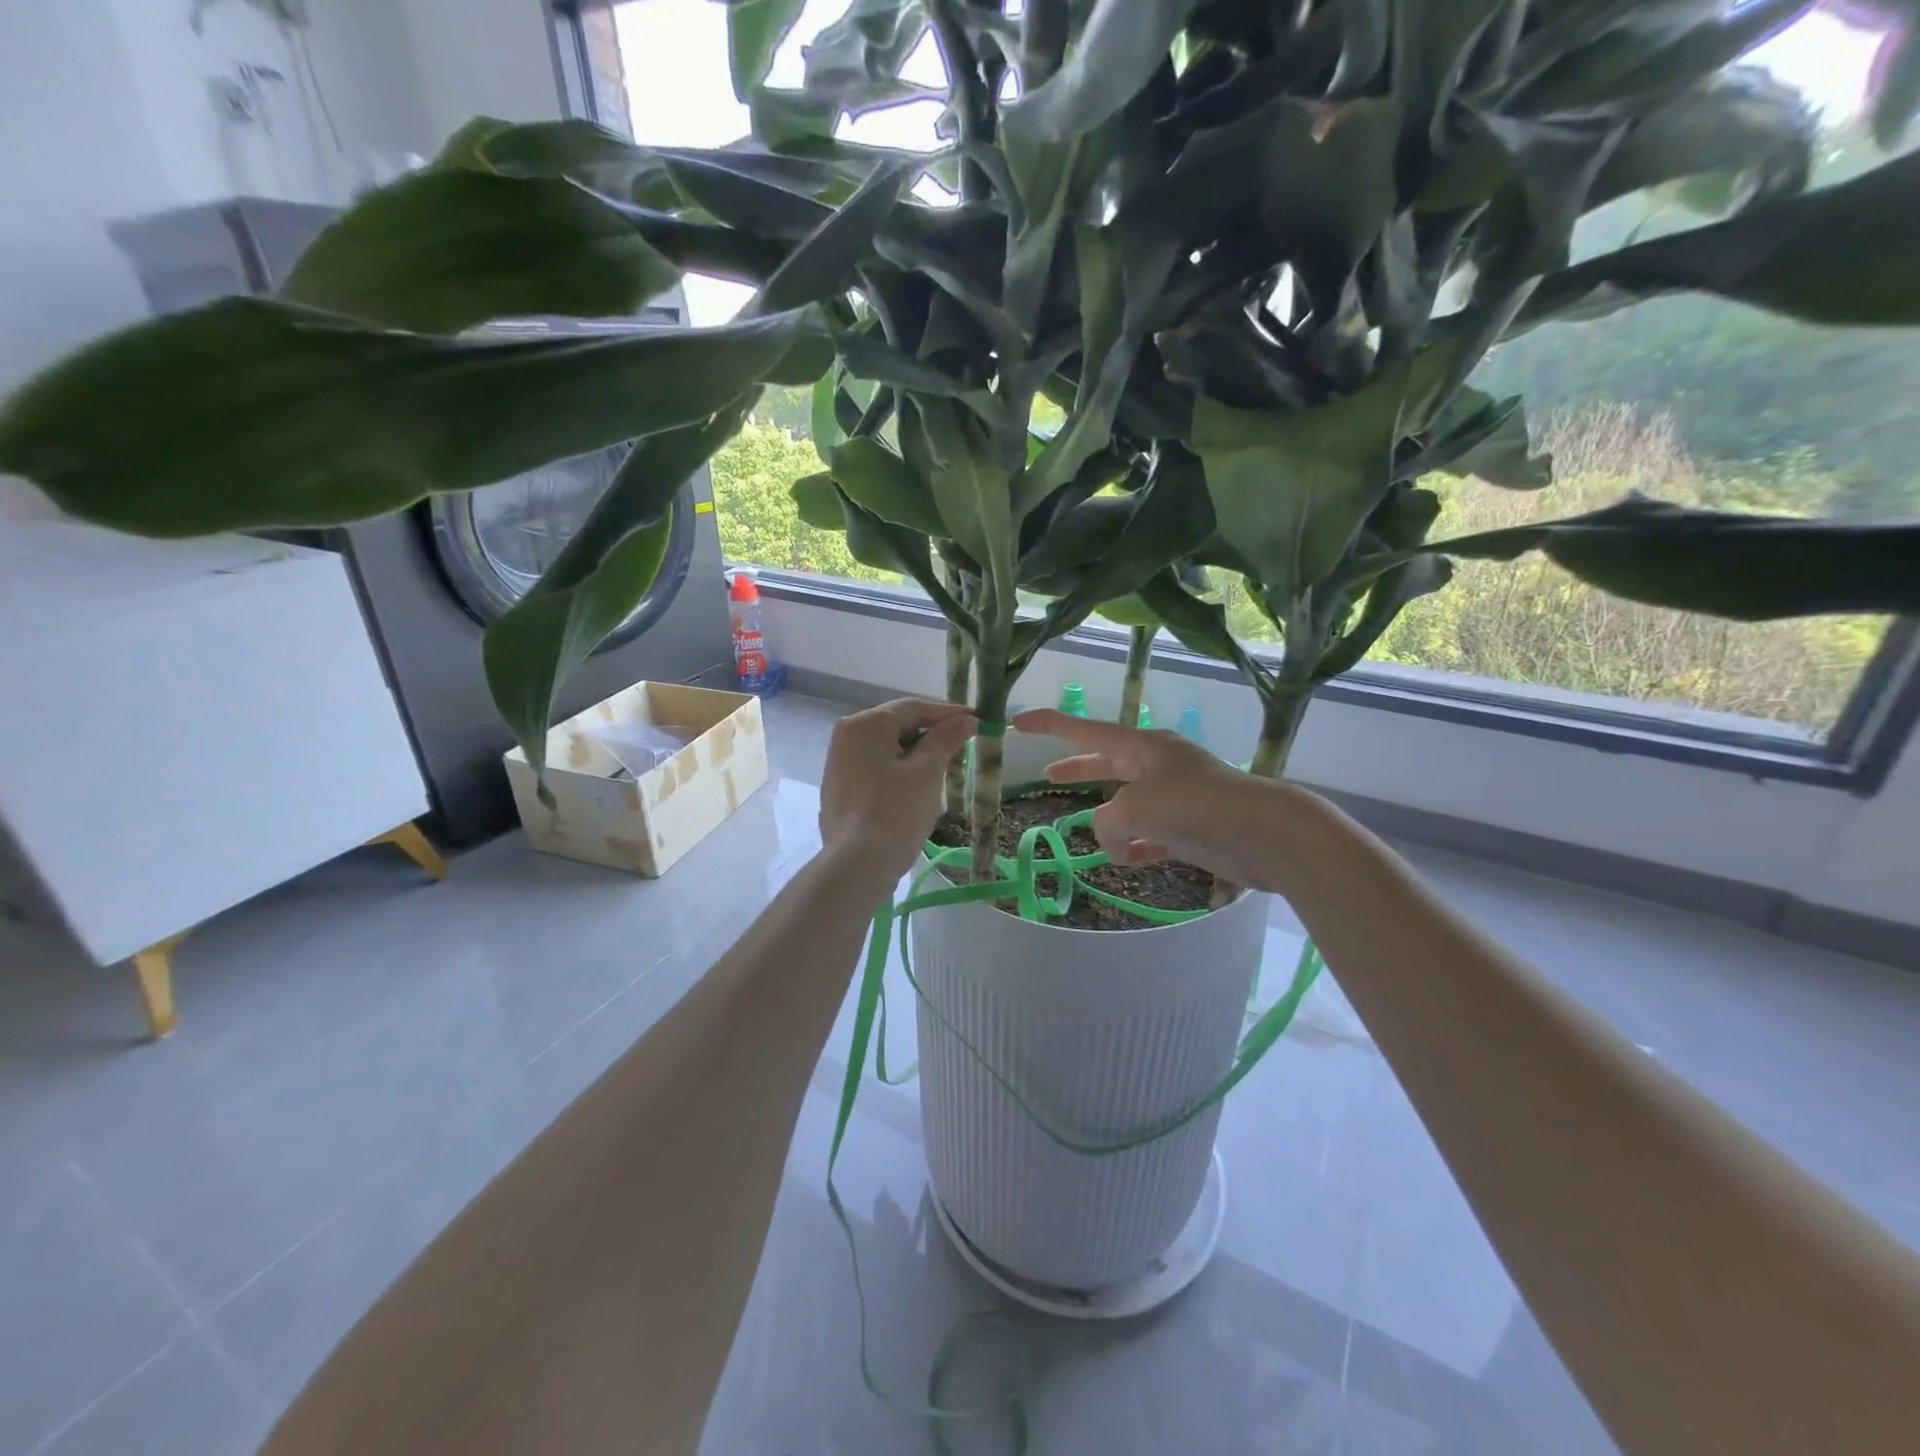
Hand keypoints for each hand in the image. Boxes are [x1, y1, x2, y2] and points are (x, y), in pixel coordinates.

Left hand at [819, 699, 975, 887]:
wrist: (857, 867)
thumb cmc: (894, 812)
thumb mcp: (927, 773)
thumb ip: (945, 740)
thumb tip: (966, 720)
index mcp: (864, 725)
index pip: (912, 707)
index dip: (947, 713)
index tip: (976, 719)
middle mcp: (846, 737)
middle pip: (898, 725)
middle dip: (932, 733)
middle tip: (965, 743)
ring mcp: (840, 765)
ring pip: (888, 749)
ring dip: (918, 753)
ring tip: (948, 765)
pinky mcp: (842, 790)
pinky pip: (878, 769)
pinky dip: (901, 770)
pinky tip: (921, 786)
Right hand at [1011, 708, 1311, 893]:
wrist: (1263, 833)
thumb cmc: (1194, 807)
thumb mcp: (1134, 808)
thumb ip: (1107, 822)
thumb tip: (1113, 841)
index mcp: (1142, 746)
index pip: (1084, 730)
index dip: (1048, 725)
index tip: (1017, 723)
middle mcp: (1158, 766)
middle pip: (1106, 762)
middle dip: (1078, 770)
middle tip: (1046, 775)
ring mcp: (1177, 797)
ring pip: (1130, 805)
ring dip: (1112, 821)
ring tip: (1103, 839)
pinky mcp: (1192, 828)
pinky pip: (1153, 835)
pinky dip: (1138, 846)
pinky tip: (1132, 859)